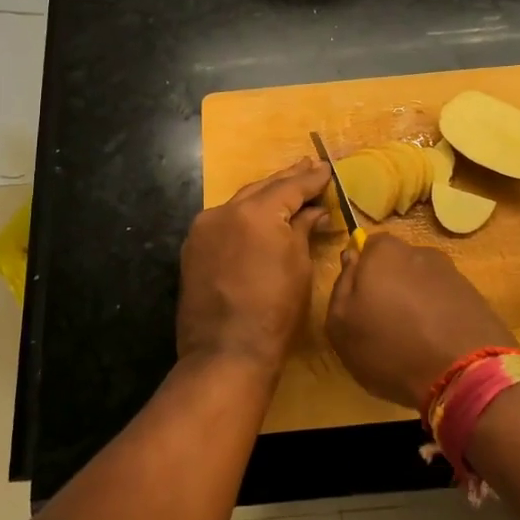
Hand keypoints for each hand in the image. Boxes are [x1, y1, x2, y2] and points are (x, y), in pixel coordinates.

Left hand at [177, 159, 331, 375]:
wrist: (226, 353)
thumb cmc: (275, 312)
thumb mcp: (299, 266)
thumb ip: (303, 229)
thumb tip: (313, 211)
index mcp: (256, 212)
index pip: (290, 187)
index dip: (312, 179)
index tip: (326, 168)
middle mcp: (225, 211)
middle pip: (262, 188)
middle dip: (287, 179)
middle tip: (308, 166)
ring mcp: (204, 228)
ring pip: (241, 202)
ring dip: (264, 195)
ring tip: (286, 186)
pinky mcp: (193, 247)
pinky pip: (224, 221)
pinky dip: (244, 215)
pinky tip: (257, 214)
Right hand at [325, 235, 516, 409]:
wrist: (466, 373)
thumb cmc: (390, 347)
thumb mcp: (341, 325)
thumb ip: (341, 285)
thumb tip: (351, 258)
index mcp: (384, 251)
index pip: (366, 248)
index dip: (361, 275)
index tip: (360, 304)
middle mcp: (419, 252)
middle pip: (396, 265)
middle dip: (389, 287)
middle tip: (384, 324)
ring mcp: (451, 273)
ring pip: (422, 283)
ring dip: (416, 303)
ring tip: (414, 340)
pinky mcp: (475, 296)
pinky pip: (446, 302)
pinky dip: (439, 317)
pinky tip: (436, 345)